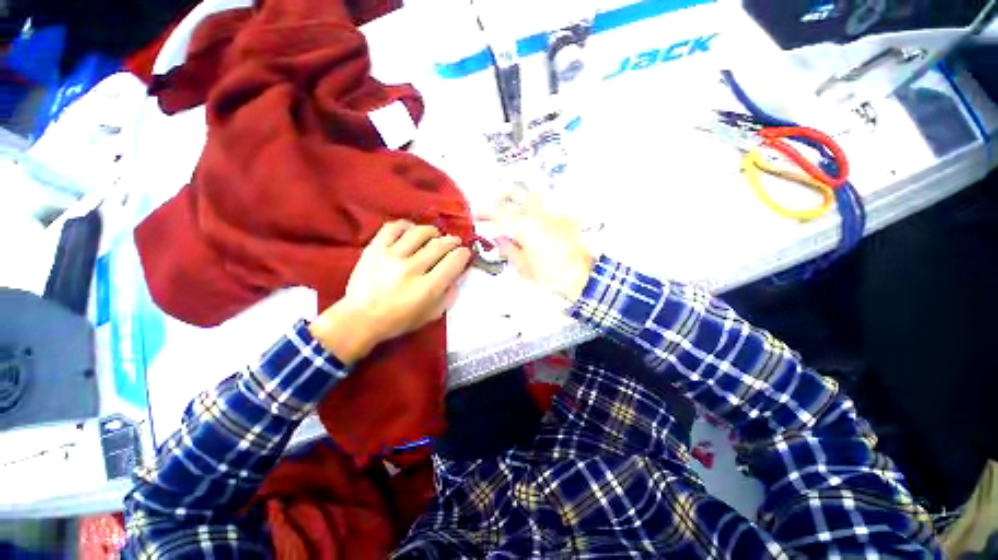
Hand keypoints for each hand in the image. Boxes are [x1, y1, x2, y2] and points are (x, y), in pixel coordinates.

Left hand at [310, 221, 471, 363]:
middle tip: (454, 243)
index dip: (464, 254)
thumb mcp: (431, 314)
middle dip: (452, 242)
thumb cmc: (399, 320)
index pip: (454, 261)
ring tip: (435, 237)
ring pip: (420, 232)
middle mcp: (412, 268)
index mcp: (427, 288)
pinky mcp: (374, 249)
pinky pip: (393, 228)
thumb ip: (448, 295)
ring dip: (433, 232)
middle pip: (440, 245)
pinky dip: (407, 226)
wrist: (360, 319)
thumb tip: (457, 274)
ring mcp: (391, 256)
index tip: (464, 253)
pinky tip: (411, 231)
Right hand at [478, 189, 593, 301]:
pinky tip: (532, 225)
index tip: (477, 214)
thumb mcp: (524, 268)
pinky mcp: (565, 218)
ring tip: (512, 213)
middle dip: (501, 195)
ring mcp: (554, 214)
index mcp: (527, 227)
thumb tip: (500, 241)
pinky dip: (534, 211)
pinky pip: (545, 208)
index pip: (500, 213)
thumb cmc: (551, 277)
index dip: (486, 211)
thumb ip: (509, 250)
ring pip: (532, 196)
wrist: (583, 277)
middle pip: (517, 192)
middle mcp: (540, 215)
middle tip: (494, 205)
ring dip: (518, 201)